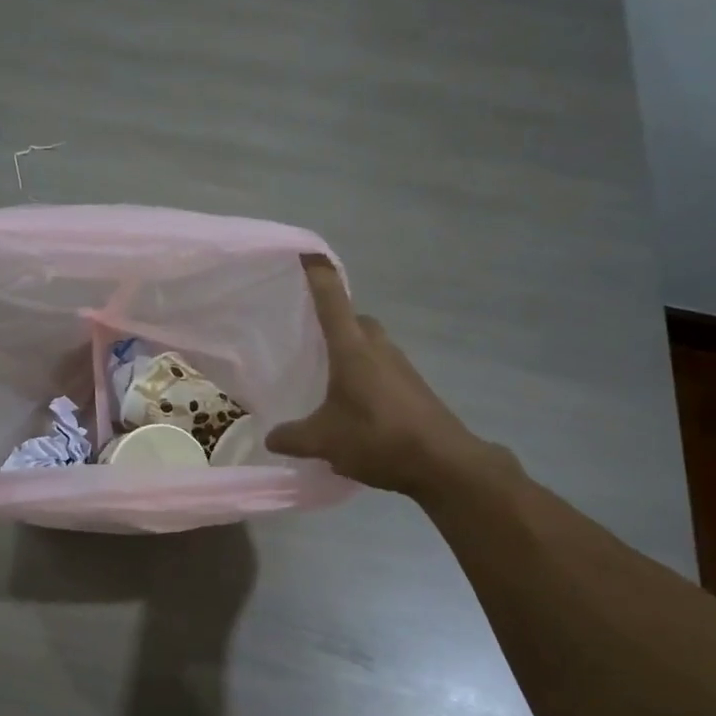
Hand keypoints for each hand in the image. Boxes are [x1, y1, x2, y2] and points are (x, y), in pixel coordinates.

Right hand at [266, 256, 493, 496]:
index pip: (332, 299)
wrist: (444, 462)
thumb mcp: (324, 441)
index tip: (305, 253)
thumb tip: (271, 438)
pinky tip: (353, 403)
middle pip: (355, 319)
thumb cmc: (378, 438)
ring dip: (351, 350)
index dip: (317, 274)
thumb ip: (292, 437)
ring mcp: (401, 365)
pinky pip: (382, 366)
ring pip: (371, 343)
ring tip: (327, 374)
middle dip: (335, 319)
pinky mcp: (414, 386)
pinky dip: (365, 373)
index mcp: (352, 348)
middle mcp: (378, 347)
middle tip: (309, 336)